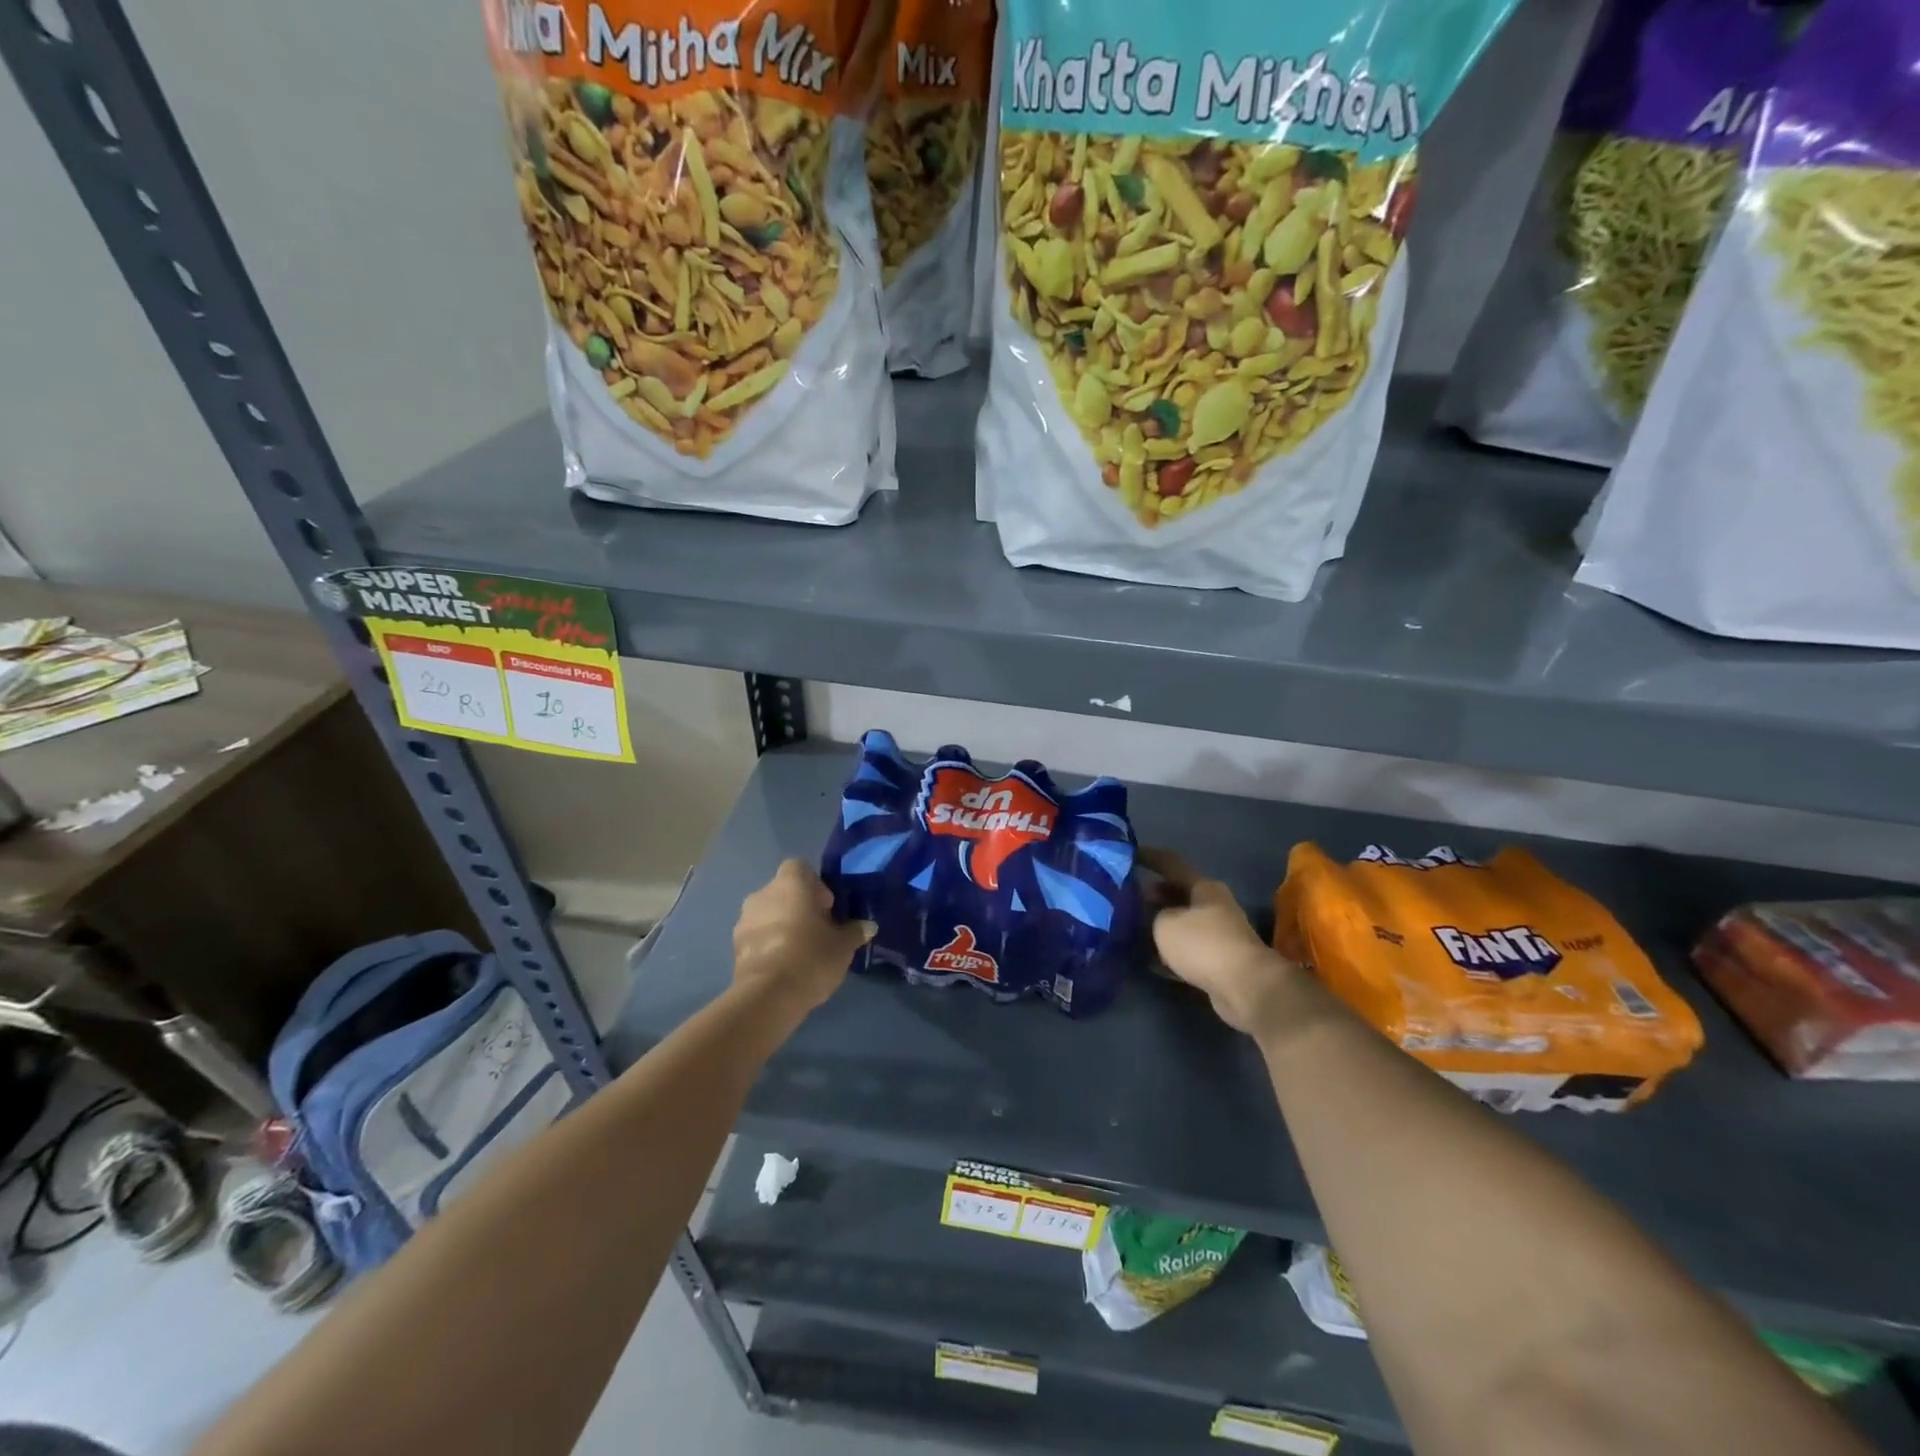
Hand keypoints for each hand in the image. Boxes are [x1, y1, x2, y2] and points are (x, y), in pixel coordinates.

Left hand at [732, 860, 874, 1015]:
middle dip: (799, 908)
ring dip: (782, 926)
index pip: (801, 868)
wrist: (769, 996)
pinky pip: (757, 937)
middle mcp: (763, 893)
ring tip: (800, 953)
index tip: (827, 910)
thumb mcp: (843, 945)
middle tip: (817, 932)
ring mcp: (744, 919)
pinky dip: (769, 945)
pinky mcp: (734, 946)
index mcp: (790, 883)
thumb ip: (854, 931)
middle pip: (784, 892)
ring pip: (768, 914)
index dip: (815, 886)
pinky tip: (783, 967)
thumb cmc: (811, 957)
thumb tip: (867, 926)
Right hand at [1140, 847, 1304, 1041]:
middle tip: (1126, 896)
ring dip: (1160, 924)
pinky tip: (1148, 958)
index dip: (1149, 857)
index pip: (1172, 864)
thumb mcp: (1165, 924)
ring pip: (1182, 923)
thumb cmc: (1202, 944)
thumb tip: (1153, 916)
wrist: (1245, 986)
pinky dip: (1169, 951)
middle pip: (1178, 894)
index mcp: (1204, 887)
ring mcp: (1219, 934)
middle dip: (1153, 894)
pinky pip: (1187, 949)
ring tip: (1132, 926)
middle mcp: (1214, 906)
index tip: (1129, 853)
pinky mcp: (1219, 961)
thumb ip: (1153, 915)